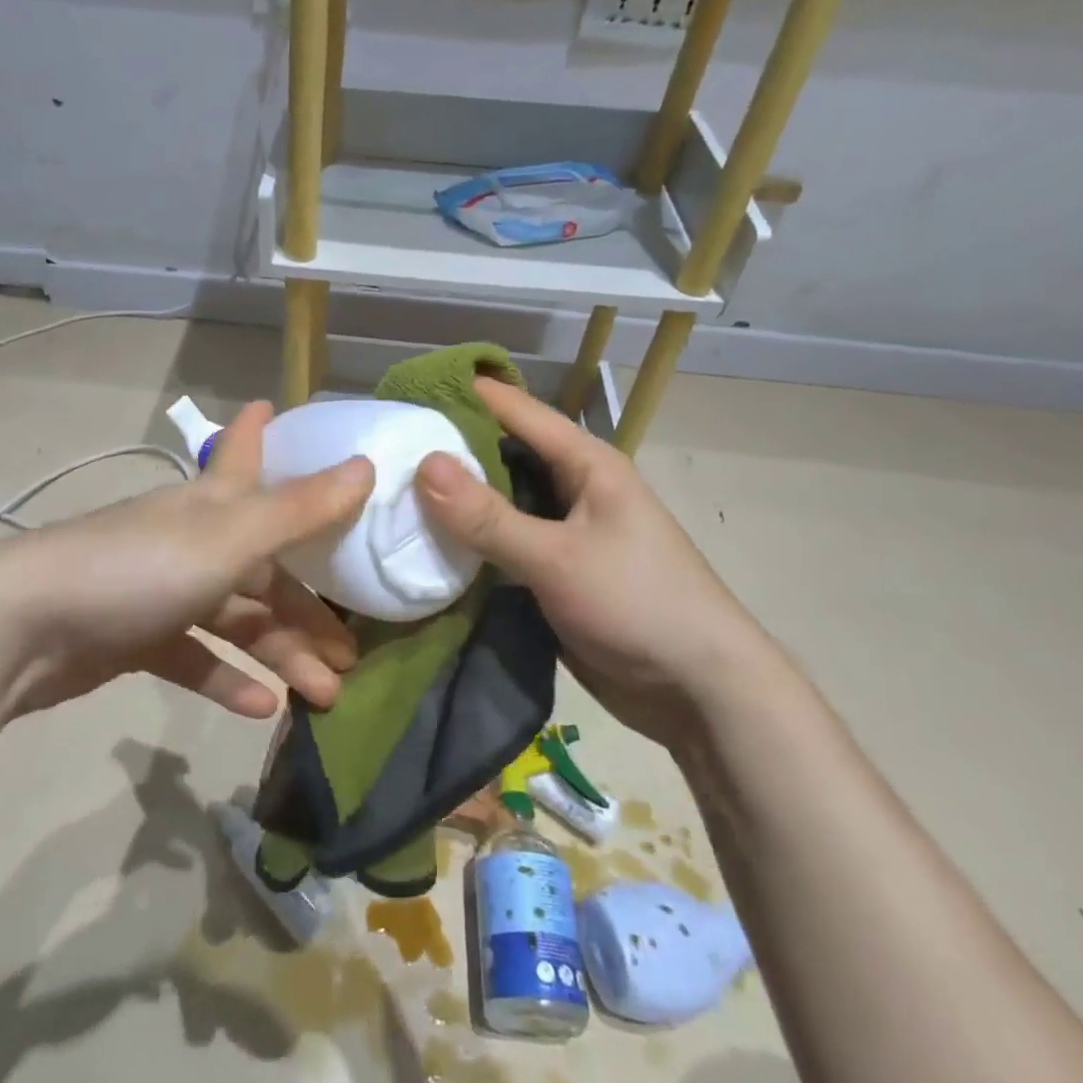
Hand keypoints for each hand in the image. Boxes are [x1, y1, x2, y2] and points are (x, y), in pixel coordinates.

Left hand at [0, 402, 373, 719]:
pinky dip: (228, 678)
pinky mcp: (138, 637)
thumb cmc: (139, 568)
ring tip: (325, 695)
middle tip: (351, 651)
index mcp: (212, 505)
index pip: (244, 455)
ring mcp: (163, 590)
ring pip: (237, 619)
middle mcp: (192, 540)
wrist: (24, 628)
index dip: (262, 432)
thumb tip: (367, 465)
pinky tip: (262, 708)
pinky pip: (196, 656)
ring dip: (281, 653)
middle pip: (264, 566)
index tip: (276, 407)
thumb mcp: (229, 538)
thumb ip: (299, 508)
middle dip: (308, 607)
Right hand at [415, 378, 781, 739]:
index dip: (466, 396)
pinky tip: (424, 547)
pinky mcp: (551, 574)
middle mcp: (572, 489)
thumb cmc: (638, 604)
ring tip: (392, 493)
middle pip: (502, 457)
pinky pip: (500, 548)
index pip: (517, 411)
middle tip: (387, 448)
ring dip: (455, 504)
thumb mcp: (558, 557)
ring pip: (498, 505)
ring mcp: (561, 534)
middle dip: (450, 452)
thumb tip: (423, 463)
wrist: (696, 691)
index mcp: (587, 464)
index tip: (408, 390)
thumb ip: (489, 516)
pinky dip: (467, 546)